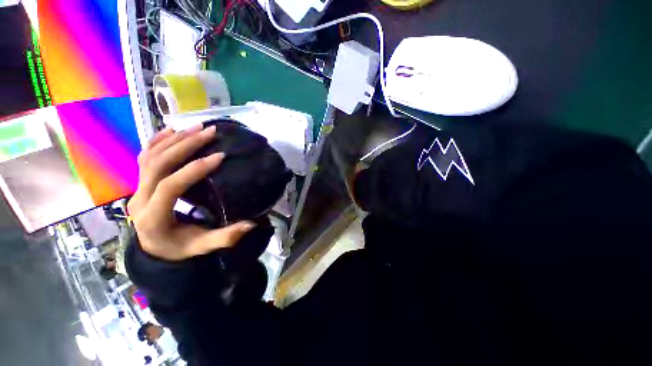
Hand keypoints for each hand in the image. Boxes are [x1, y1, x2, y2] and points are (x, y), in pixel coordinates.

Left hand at [128, 126, 255, 260]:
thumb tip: (251, 224)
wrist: (153, 250)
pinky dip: (157, 141)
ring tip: (197, 126)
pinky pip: (144, 157)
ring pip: (150, 157)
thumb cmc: (178, 248)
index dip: (194, 169)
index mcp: (154, 217)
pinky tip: (171, 130)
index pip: (171, 186)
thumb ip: (225, 237)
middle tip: (210, 132)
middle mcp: (140, 199)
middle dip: (185, 145)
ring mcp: (136, 189)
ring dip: (174, 139)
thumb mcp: (202, 246)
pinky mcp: (140, 183)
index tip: (219, 156)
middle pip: (157, 164)